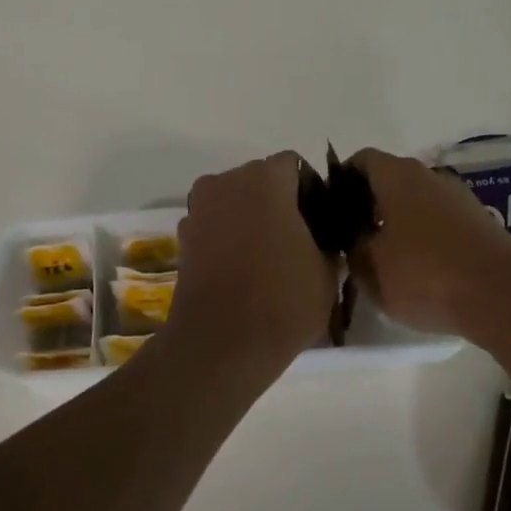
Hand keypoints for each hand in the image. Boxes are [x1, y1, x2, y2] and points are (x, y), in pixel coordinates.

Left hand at [167, 153, 338, 371]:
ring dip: (251, 217)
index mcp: (265, 179)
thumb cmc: (283, 301)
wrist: (222, 345)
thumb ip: (327, 238)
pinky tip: (242, 269)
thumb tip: (319, 234)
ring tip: (268, 257)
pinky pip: (215, 224)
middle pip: (260, 179)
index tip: (320, 223)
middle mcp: (226, 182)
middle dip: (279, 201)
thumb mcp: (327, 269)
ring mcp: (199, 209)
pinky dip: (229, 236)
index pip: (295, 166)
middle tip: (297, 239)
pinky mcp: (183, 238)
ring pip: (235, 201)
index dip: (311, 191)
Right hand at [345, 148, 510, 341]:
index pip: (360, 160)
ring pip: (416, 203)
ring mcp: (460, 198)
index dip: (340, 181)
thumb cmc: (424, 274)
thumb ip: (351, 245)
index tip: (330, 211)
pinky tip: (420, 271)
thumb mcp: (368, 267)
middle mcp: (430, 175)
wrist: (503, 297)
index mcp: (398, 175)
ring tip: (385, 259)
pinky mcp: (481, 224)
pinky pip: (440, 223)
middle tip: (352, 239)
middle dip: (368, 205)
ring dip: (398, 224)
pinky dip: (425, 238)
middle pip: (390, 181)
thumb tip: (353, 235)